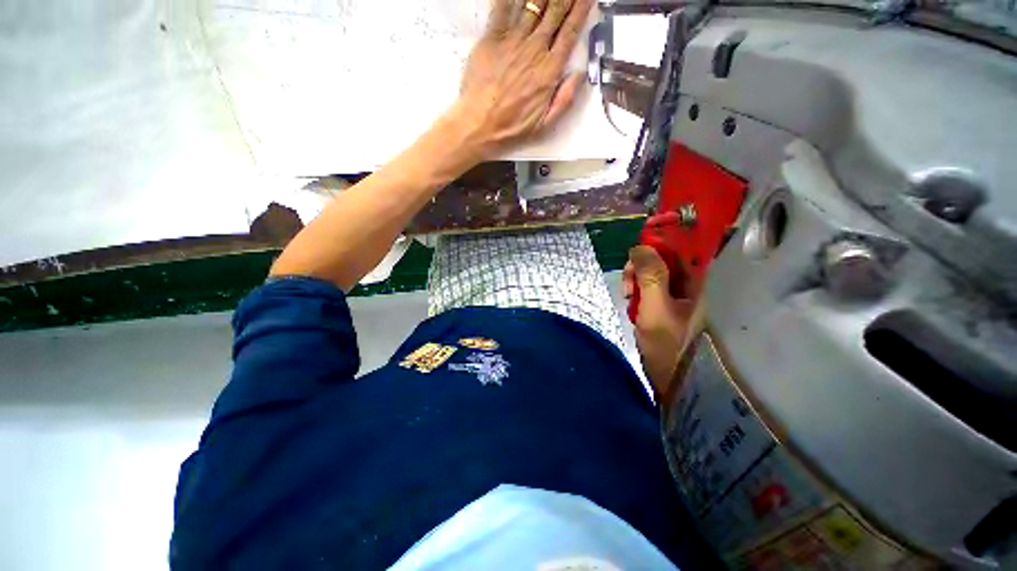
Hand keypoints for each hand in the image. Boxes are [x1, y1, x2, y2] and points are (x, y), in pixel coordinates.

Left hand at [453, 0, 593, 159]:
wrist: (479, 125)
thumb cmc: (511, 128)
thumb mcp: (544, 124)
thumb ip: (565, 99)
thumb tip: (579, 74)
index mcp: (549, 70)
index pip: (571, 31)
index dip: (581, 8)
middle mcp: (534, 49)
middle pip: (555, 11)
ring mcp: (513, 41)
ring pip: (533, 4)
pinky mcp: (492, 38)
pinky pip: (503, 7)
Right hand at [623, 246, 695, 400]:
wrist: (677, 382)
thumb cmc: (670, 345)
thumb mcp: (656, 307)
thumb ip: (649, 275)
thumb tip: (640, 246)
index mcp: (696, 282)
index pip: (679, 248)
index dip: (657, 244)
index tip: (635, 252)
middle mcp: (690, 285)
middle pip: (662, 261)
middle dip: (640, 268)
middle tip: (627, 285)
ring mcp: (678, 297)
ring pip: (653, 276)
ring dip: (636, 283)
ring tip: (627, 298)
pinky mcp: (667, 308)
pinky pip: (650, 291)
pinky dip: (638, 295)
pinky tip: (632, 307)